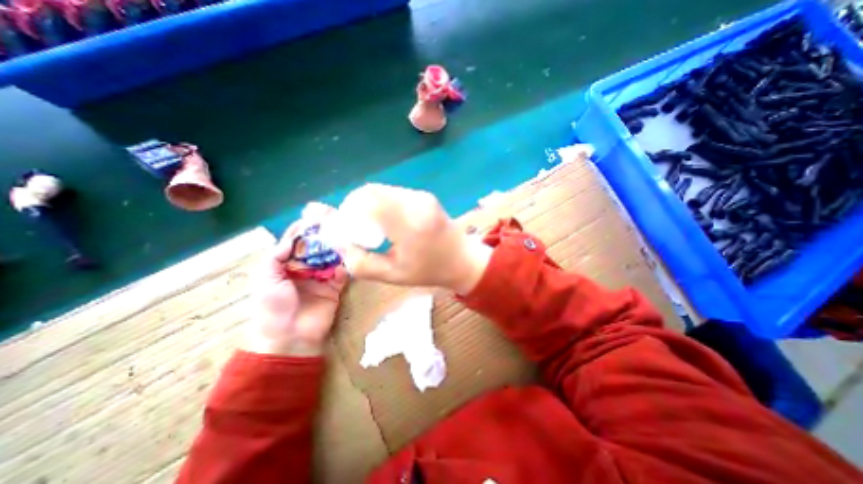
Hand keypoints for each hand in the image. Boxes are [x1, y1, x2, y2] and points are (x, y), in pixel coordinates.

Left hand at [240, 209, 348, 356]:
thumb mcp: (266, 279)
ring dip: (337, 248)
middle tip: (336, 223)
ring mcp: (321, 278)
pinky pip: (342, 272)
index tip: (314, 218)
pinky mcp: (335, 287)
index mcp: (285, 266)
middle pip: (316, 248)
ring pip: (331, 258)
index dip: (303, 231)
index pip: (295, 244)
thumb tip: (293, 239)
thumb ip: (276, 256)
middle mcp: (305, 269)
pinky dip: (346, 265)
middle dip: (325, 236)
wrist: (289, 336)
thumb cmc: (272, 306)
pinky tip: (349, 256)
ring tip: (346, 235)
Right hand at [339, 183, 492, 291]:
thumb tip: (342, 245)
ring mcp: (422, 196)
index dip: (349, 210)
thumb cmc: (430, 271)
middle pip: (372, 191)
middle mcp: (416, 203)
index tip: (346, 228)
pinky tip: (386, 220)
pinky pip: (394, 193)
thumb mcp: (393, 276)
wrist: (463, 260)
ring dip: (369, 204)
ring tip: (371, 226)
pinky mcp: (425, 195)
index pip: (368, 200)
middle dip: (355, 206)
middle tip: (355, 227)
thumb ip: (362, 264)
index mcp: (410, 224)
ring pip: (382, 190)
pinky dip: (382, 203)